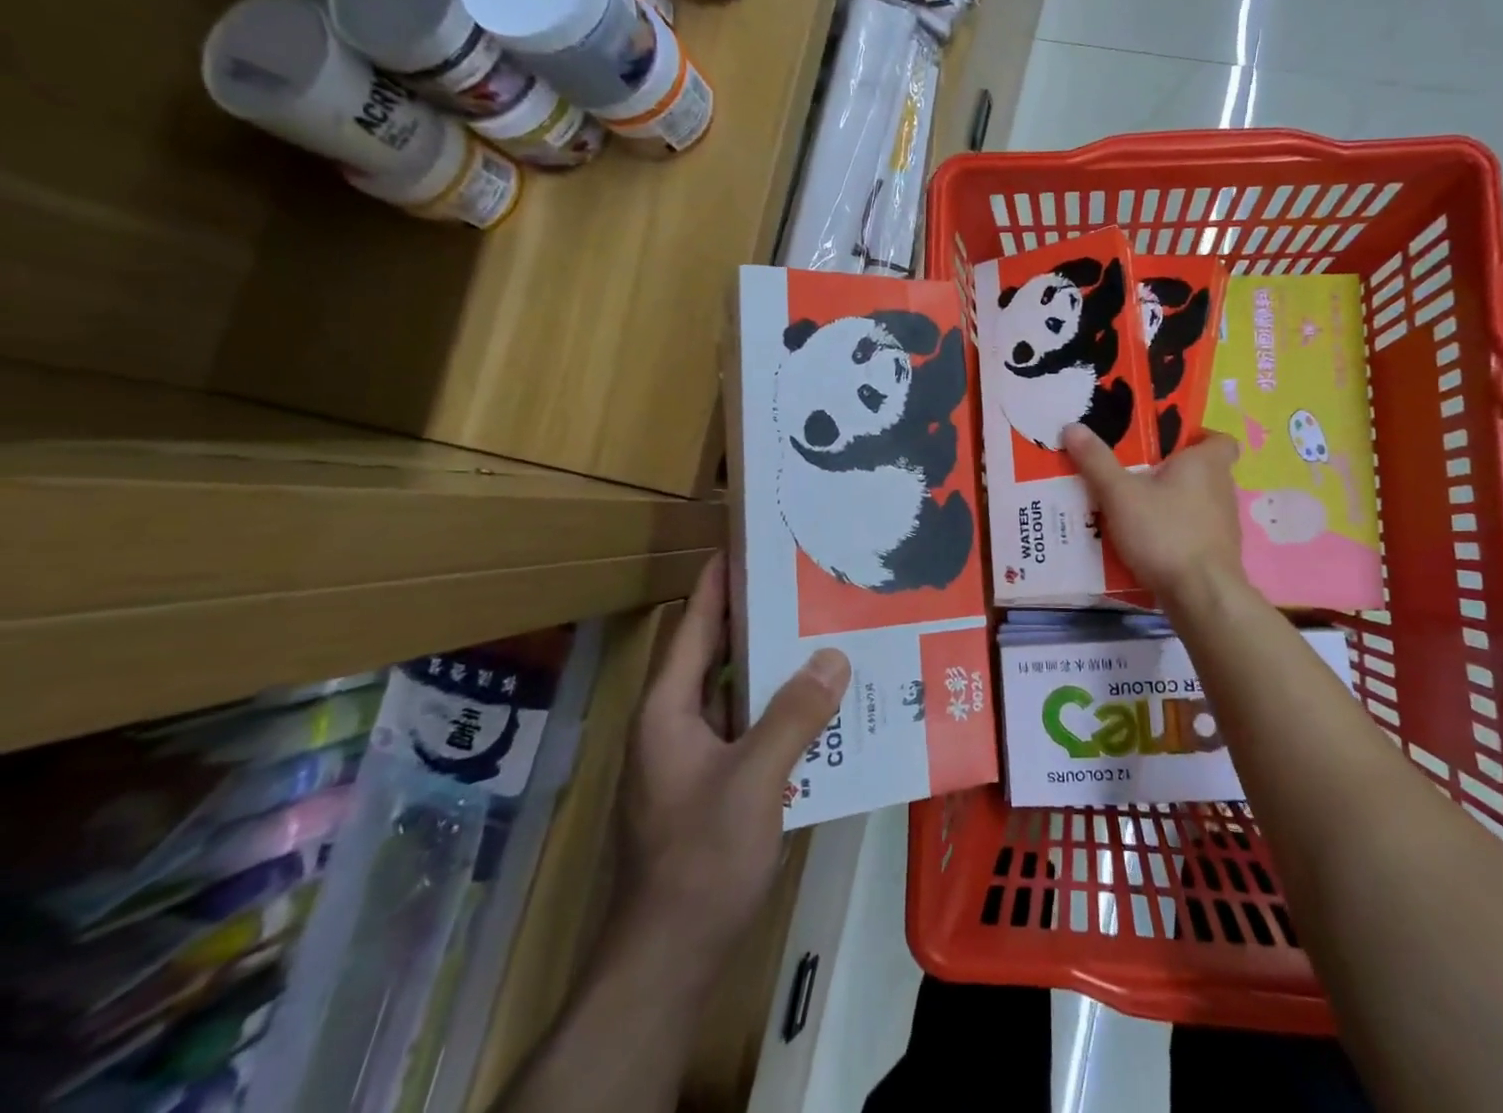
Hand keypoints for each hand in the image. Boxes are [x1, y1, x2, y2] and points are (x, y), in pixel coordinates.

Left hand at [623, 553, 849, 956]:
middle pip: (716, 654)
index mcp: (668, 709)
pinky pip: (747, 729)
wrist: (668, 960)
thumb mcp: (754, 780)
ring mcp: (691, 758)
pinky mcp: (711, 786)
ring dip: (773, 668)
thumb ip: (795, 714)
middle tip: (807, 584)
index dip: (717, 581)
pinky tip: (821, 707)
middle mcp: (675, 724)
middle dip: (757, 619)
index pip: (693, 626)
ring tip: (824, 635)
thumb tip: (833, 655)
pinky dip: (779, 711)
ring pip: (735, 694)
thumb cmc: (700, 859)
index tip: (750, 541)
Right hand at [1063, 424, 1248, 609]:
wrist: (1202, 596)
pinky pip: (1194, 531)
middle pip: (1202, 470)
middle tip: (1135, 473)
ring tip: (1132, 508)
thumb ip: (1096, 461)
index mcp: (1206, 464)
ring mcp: (1224, 525)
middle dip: (1172, 471)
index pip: (1220, 439)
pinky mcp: (1217, 554)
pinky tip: (1146, 542)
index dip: (1198, 437)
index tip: (1168, 443)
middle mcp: (1223, 489)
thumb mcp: (1120, 494)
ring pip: (1197, 502)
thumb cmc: (1165, 532)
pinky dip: (1174, 532)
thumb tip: (1072, 426)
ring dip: (1171, 503)